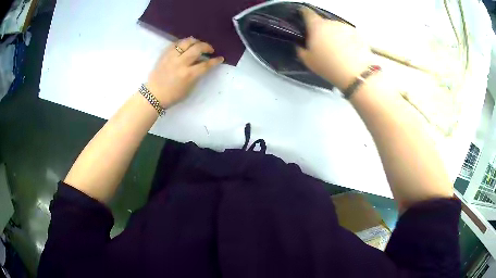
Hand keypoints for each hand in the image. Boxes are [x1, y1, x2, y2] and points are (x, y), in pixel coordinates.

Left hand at [146, 37, 223, 107]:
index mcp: (188, 75)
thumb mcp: (189, 88)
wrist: (154, 95)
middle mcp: (181, 63)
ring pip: (187, 42)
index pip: (206, 64)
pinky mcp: (165, 54)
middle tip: (210, 50)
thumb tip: (203, 64)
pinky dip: (184, 43)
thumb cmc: (173, 95)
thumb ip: (197, 75)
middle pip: (198, 48)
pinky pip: (176, 43)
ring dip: (196, 41)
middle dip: (207, 46)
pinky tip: (187, 45)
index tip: (220, 58)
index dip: (215, 60)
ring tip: (199, 44)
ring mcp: (172, 57)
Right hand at [297, 8, 371, 90]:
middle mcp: (331, 23)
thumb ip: (301, 49)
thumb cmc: (329, 66)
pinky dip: (348, 40)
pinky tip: (349, 51)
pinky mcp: (359, 34)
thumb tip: (300, 45)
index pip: (307, 13)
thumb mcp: (308, 60)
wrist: (357, 73)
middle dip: (322, 30)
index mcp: (317, 26)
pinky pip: (349, 35)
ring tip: (337, 50)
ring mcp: (347, 27)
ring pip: (337, 28)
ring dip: (335, 35)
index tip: (302, 14)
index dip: (303, 12)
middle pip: (324, 22)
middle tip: (322, 43)